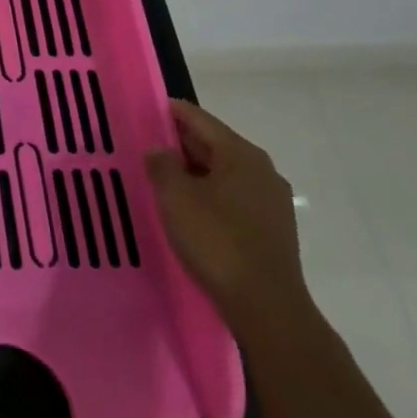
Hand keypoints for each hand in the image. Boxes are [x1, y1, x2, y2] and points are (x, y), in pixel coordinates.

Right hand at [146, 99, 308, 330]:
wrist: (266, 307)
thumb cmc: (217, 241)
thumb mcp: (175, 197)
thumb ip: (162, 164)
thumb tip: (160, 150)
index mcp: (240, 153)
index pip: (198, 118)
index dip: (169, 112)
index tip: (143, 110)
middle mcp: (262, 169)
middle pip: (213, 144)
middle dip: (180, 144)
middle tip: (146, 146)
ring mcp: (272, 201)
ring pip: (224, 173)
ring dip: (194, 172)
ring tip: (163, 180)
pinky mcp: (273, 229)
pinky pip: (233, 197)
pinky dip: (210, 194)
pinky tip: (190, 210)